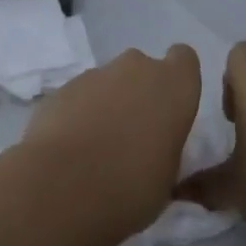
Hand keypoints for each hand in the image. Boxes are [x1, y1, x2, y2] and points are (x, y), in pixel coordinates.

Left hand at [20, 45, 201, 234]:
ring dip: (106, 104)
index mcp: (175, 86)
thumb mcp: (168, 176)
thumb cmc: (132, 186)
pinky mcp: (61, 88)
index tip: (169, 106)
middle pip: (142, 69)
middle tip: (132, 132)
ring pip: (108, 82)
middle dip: (137, 92)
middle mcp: (137, 68)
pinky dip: (78, 113)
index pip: (184, 59)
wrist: (64, 185)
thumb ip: (165, 148)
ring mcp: (95, 74)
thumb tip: (153, 150)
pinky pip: (79, 96)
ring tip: (96, 146)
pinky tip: (71, 146)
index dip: (176, 79)